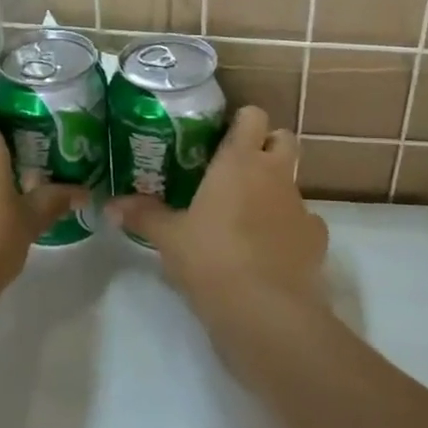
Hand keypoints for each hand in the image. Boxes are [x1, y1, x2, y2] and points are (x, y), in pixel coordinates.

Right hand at [107, 105, 329, 336]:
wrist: (265, 311)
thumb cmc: (211, 260)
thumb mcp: (169, 238)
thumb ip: (143, 215)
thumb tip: (110, 205)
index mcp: (239, 161)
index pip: (251, 116)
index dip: (241, 121)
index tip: (222, 137)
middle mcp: (274, 173)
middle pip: (284, 138)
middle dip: (267, 146)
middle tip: (240, 168)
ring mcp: (300, 204)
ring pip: (293, 181)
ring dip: (276, 189)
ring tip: (250, 217)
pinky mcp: (317, 238)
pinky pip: (305, 221)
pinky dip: (291, 228)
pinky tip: (272, 250)